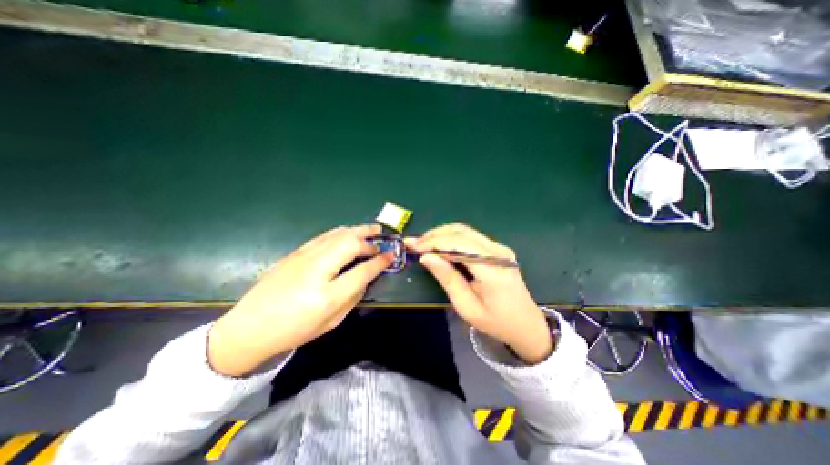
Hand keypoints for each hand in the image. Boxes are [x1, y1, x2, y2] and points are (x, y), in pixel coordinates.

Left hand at [206, 226, 391, 376]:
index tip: (390, 256)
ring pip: (337, 235)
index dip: (380, 262)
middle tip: (382, 237)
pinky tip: (349, 233)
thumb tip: (366, 277)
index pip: (362, 271)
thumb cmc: (294, 330)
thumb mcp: (331, 321)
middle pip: (350, 244)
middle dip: (370, 239)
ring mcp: (303, 258)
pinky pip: (324, 236)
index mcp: (327, 295)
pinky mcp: (295, 253)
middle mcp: (316, 270)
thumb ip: (353, 297)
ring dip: (357, 230)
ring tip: (371, 229)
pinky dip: (342, 232)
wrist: (250, 328)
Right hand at [408, 223, 553, 364]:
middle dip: (434, 235)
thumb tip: (426, 257)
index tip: (413, 246)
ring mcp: (499, 248)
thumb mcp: (467, 307)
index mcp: (493, 268)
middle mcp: (498, 251)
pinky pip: (470, 238)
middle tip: (414, 244)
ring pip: (464, 231)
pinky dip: (451, 239)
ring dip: (441, 235)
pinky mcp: (497, 250)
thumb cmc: (496, 322)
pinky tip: (439, 247)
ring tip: (423, 245)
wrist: (527, 324)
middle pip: (461, 231)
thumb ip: (447, 278)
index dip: (433, 242)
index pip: (459, 243)